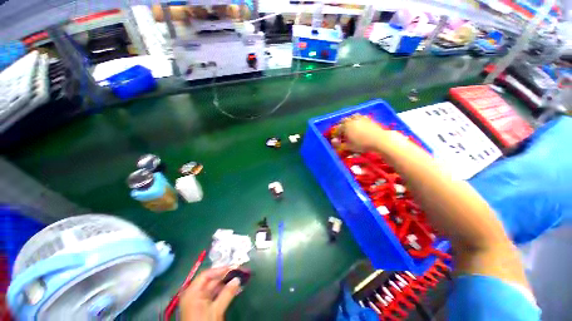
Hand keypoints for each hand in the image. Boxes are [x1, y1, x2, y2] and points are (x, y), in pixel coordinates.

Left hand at [180, 268, 241, 320]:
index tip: (234, 267)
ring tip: (239, 279)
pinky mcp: (203, 307)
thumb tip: (238, 279)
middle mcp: (194, 293)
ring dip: (226, 284)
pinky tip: (233, 289)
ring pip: (213, 288)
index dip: (221, 270)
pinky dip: (223, 291)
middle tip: (239, 272)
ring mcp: (198, 301)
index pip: (207, 275)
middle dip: (226, 276)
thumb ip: (227, 293)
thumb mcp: (216, 310)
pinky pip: (214, 295)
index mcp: (192, 292)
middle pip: (211, 280)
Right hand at [336, 114, 385, 151]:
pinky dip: (358, 119)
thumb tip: (333, 140)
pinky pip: (361, 117)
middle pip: (344, 120)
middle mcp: (352, 120)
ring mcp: (360, 118)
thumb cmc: (362, 144)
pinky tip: (360, 124)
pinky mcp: (368, 119)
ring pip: (352, 116)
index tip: (337, 138)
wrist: (379, 139)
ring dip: (350, 120)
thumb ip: (339, 144)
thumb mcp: (349, 146)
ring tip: (350, 126)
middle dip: (342, 125)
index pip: (338, 128)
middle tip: (343, 131)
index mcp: (345, 126)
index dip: (336, 133)